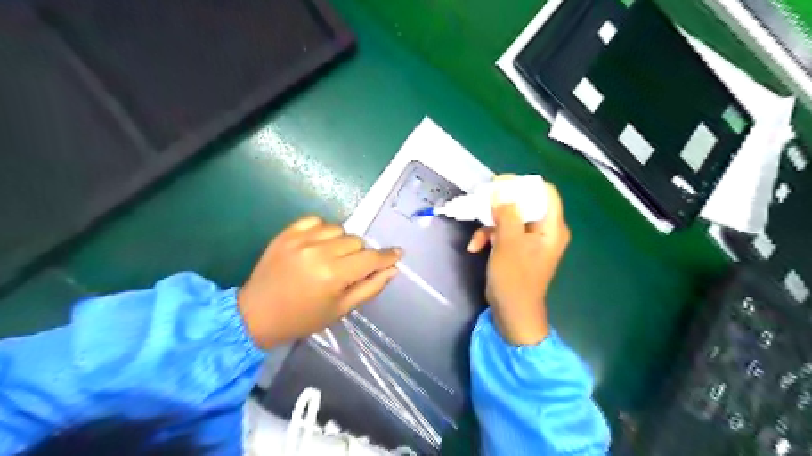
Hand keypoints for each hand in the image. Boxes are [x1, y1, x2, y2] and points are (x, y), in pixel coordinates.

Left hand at [236, 216, 400, 349]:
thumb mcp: (340, 309)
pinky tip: (318, 244)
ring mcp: (300, 239)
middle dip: (359, 254)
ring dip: (341, 242)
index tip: (397, 253)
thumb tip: (392, 269)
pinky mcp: (286, 233)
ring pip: (339, 229)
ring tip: (331, 256)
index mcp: (333, 275)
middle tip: (349, 268)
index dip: (387, 256)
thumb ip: (369, 287)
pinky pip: (316, 220)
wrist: (256, 314)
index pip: (370, 258)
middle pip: (356, 241)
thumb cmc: (302, 318)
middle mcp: (318, 252)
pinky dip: (322, 230)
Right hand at [467, 180, 572, 343]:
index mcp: (552, 228)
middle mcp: (545, 230)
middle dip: (500, 204)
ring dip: (490, 224)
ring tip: (475, 236)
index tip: (499, 184)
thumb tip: (501, 190)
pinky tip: (474, 247)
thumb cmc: (515, 280)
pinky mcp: (518, 249)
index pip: (545, 192)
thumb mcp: (508, 243)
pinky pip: (504, 233)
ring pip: (511, 218)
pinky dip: (489, 237)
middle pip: (526, 204)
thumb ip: (506, 214)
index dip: (523, 184)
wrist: (512, 314)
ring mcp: (531, 240)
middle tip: (481, 201)